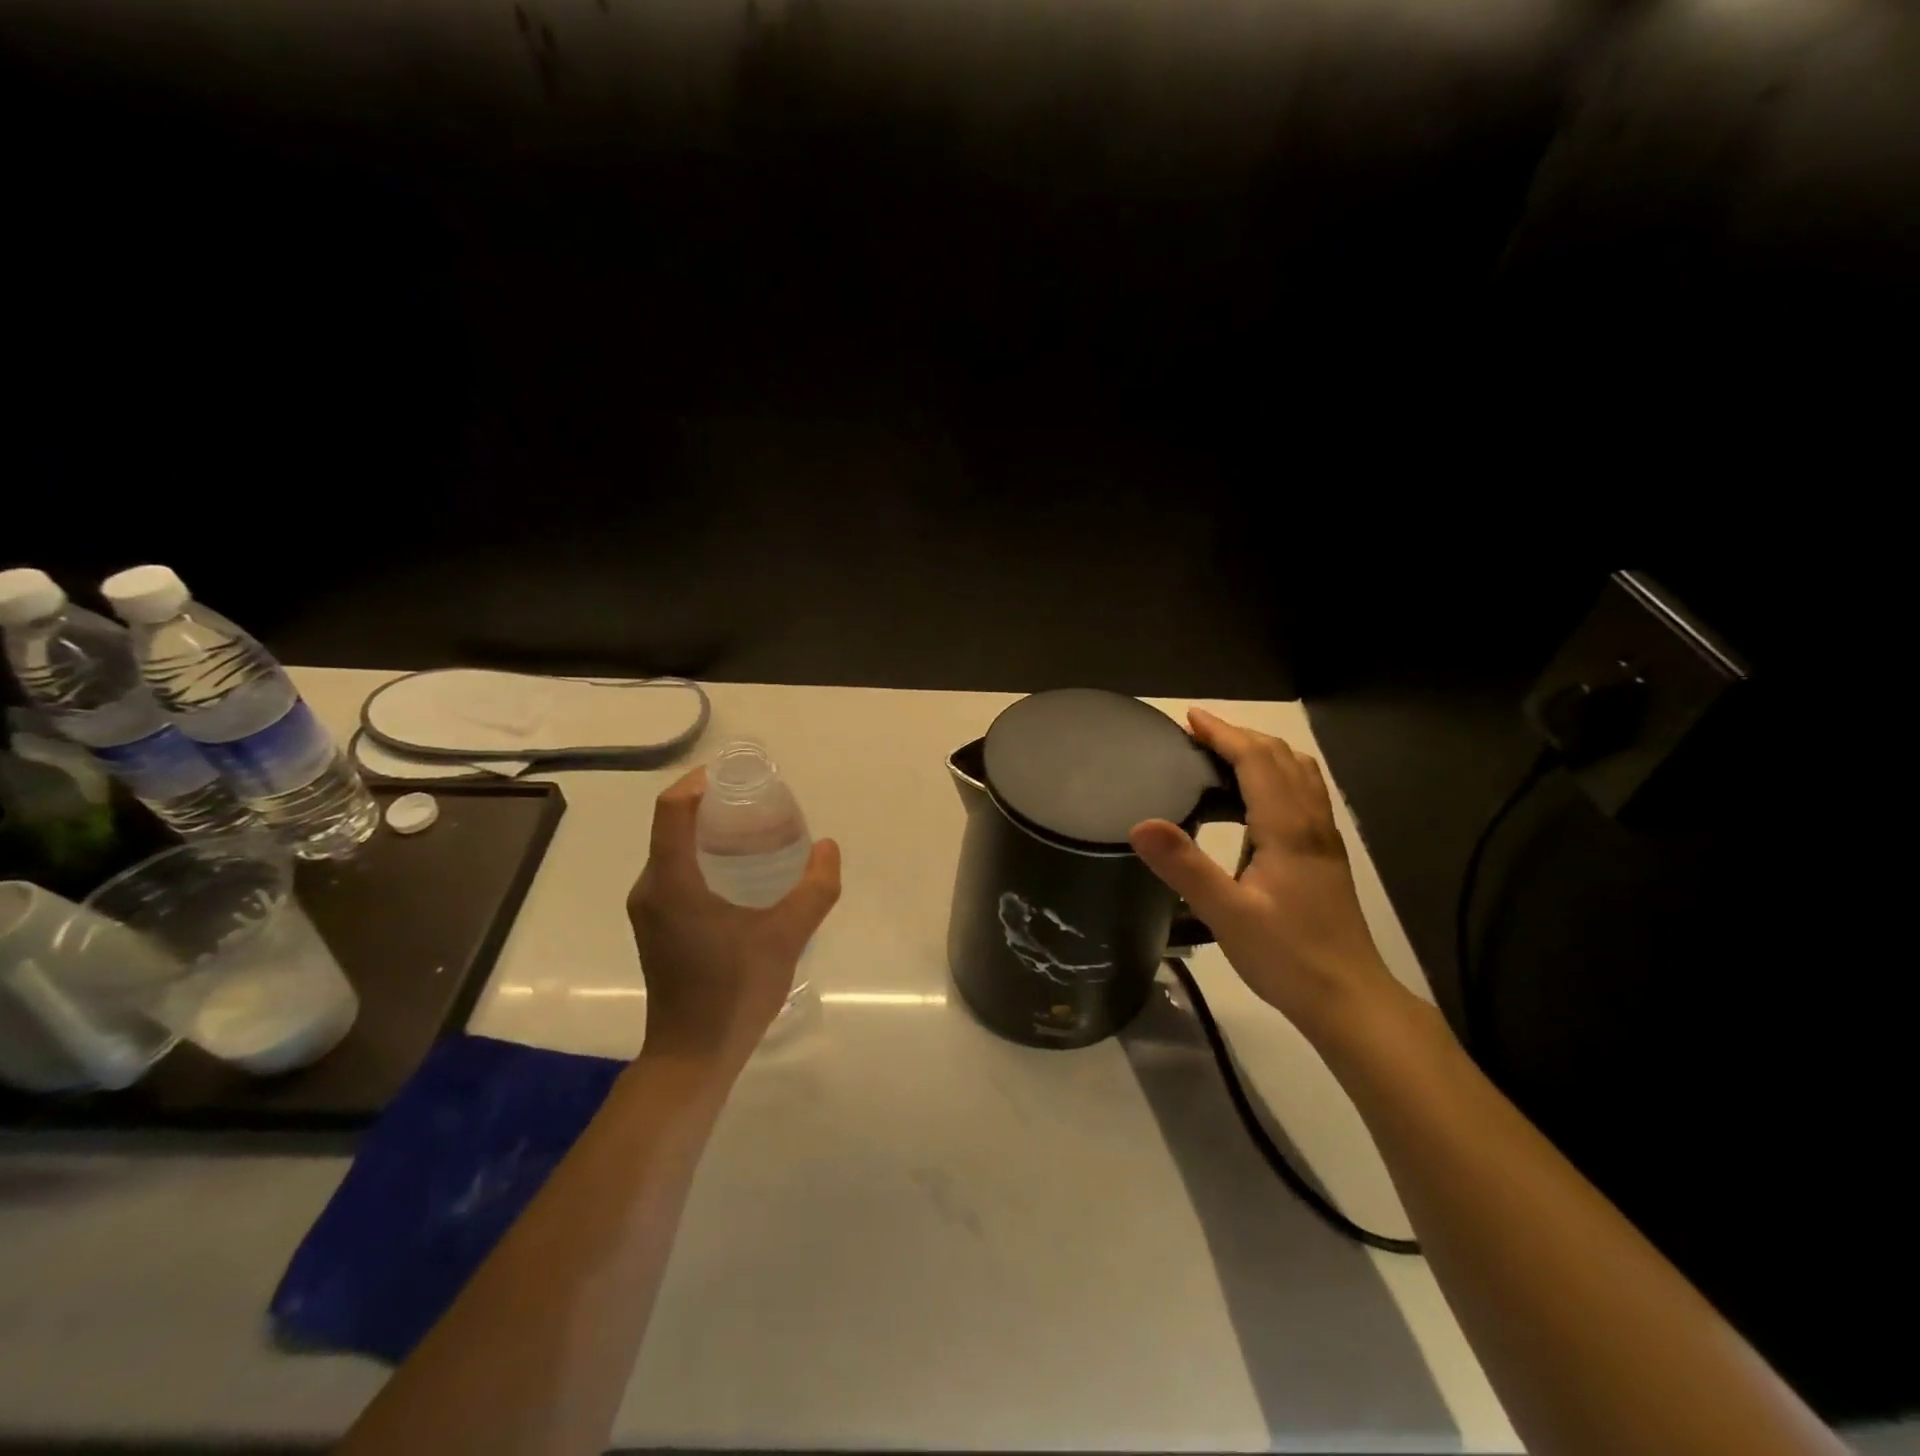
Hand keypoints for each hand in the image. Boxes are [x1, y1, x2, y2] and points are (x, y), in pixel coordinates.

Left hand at [627, 767, 841, 1066]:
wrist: (692, 1056)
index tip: (739, 778)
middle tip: (760, 806)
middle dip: (713, 806)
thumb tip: (828, 847)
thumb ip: (814, 889)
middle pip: (672, 826)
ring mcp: (648, 910)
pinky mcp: (655, 927)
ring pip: (673, 851)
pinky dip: (702, 859)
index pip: (672, 809)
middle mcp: (650, 888)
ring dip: (708, 834)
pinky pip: (674, 873)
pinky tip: (740, 875)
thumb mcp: (786, 937)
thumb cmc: (734, 992)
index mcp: (671, 882)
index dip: (700, 783)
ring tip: (755, 835)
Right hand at [1129, 708, 1399, 1038]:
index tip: (1189, 719)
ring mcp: (1323, 839)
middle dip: (1240, 736)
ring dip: (1262, 752)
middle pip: (1281, 758)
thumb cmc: (1287, 957)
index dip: (1223, 734)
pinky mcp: (1325, 856)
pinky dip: (1277, 775)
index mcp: (1288, 828)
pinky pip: (1303, 794)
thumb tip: (1140, 823)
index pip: (1257, 760)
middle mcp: (1311, 823)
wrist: (1348, 998)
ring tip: (1224, 755)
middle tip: (1198, 733)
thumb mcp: (1227, 914)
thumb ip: (1184, 867)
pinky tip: (1255, 799)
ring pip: (1299, 773)